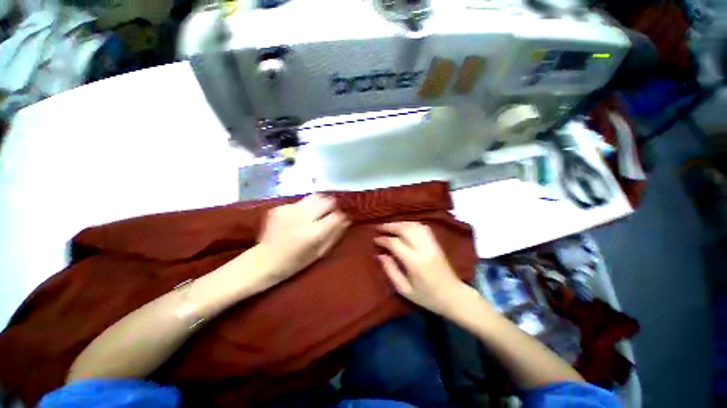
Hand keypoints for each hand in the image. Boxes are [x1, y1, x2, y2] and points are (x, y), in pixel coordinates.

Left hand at [257, 194, 349, 282]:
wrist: (264, 260)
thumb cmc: (295, 262)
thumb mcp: (319, 252)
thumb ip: (335, 234)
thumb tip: (347, 219)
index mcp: (313, 233)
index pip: (337, 215)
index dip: (342, 216)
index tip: (341, 219)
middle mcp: (302, 217)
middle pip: (327, 200)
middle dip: (332, 206)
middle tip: (330, 214)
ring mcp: (289, 210)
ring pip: (315, 196)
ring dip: (320, 203)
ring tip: (318, 212)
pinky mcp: (280, 207)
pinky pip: (301, 201)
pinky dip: (306, 207)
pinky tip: (301, 216)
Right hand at [374, 222, 469, 316]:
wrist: (454, 296)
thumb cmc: (427, 297)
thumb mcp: (404, 290)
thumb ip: (391, 271)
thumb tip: (380, 255)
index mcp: (415, 262)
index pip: (395, 243)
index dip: (383, 240)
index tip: (375, 239)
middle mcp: (424, 249)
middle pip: (405, 230)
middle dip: (390, 226)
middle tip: (379, 228)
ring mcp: (432, 244)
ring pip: (414, 226)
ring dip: (400, 223)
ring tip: (390, 226)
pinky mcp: (436, 243)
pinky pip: (423, 228)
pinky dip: (412, 224)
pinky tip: (405, 227)